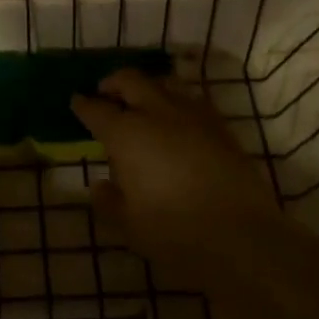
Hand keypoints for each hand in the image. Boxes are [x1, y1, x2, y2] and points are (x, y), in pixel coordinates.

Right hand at [71, 70, 277, 279]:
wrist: (243, 238)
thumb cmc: (175, 233)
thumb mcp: (129, 226)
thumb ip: (109, 202)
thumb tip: (100, 185)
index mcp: (126, 134)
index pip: (96, 110)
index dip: (83, 105)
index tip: (76, 101)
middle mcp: (156, 114)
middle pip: (130, 81)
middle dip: (114, 83)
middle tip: (106, 92)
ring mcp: (192, 116)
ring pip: (164, 85)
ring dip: (148, 88)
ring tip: (143, 102)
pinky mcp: (220, 127)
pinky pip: (193, 101)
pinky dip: (178, 103)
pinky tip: (178, 120)